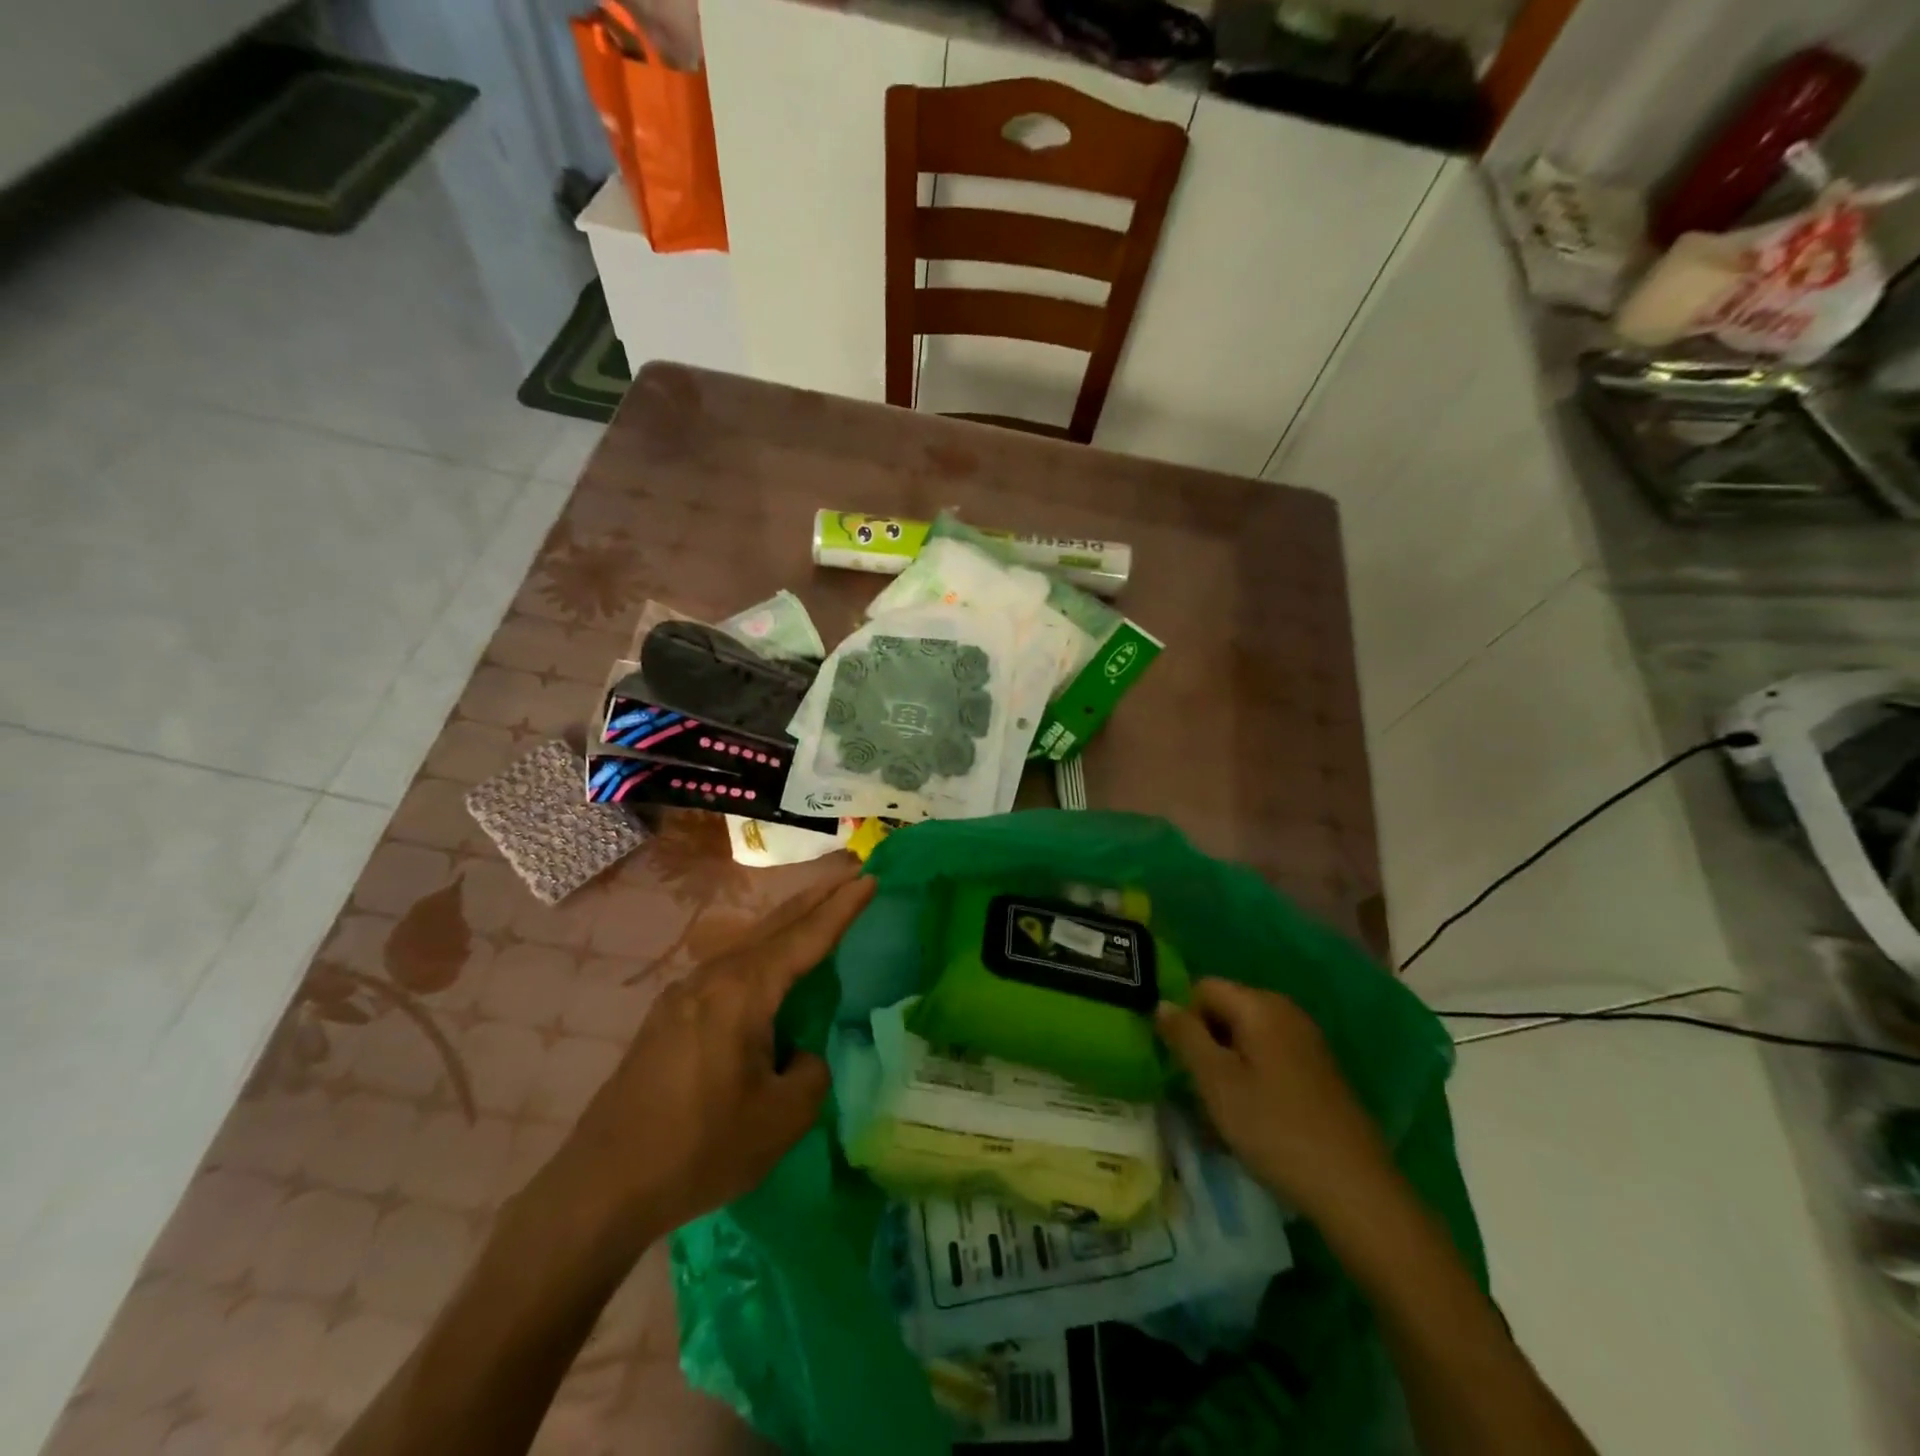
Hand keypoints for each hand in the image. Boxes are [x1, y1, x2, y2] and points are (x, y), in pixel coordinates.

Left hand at [553, 859, 875, 1247]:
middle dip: (816, 897)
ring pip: (749, 944)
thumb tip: (799, 1052)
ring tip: (818, 910)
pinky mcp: (669, 1017)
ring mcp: (684, 995)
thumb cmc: (699, 1148)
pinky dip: (763, 952)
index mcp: (742, 992)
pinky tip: (769, 967)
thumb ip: (811, 1072)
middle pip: (775, 924)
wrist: (601, 1186)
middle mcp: (712, 978)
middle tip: (849, 872)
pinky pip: (729, 969)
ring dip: (788, 923)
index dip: (842, 908)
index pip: (806, 937)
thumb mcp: (781, 1119)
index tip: (870, 877)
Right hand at [1155, 978, 1392, 1223]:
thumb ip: (1185, 1036)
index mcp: (1259, 1004)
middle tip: (1196, 1086)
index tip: (1177, 1061)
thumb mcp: (1216, 1082)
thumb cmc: (1275, 1128)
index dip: (1183, 1018)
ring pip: (1246, 1036)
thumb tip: (1161, 1003)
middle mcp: (1285, 1010)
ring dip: (1226, 1062)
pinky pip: (1269, 1056)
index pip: (1202, 987)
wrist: (1356, 1190)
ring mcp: (1307, 1040)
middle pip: (1225, 1009)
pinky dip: (1252, 1075)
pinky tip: (1253, 1114)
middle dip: (1205, 1041)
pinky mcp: (1319, 1070)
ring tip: (1221, 1106)